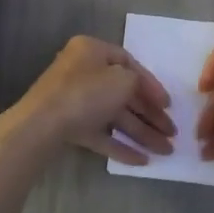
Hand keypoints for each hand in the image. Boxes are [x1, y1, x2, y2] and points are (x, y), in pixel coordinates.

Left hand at [0, 36, 175, 165]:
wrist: (41, 125)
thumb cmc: (86, 92)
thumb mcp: (122, 79)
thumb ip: (137, 82)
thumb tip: (137, 89)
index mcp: (92, 51)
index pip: (128, 63)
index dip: (151, 84)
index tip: (168, 105)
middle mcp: (83, 72)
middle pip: (124, 93)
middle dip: (150, 115)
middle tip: (172, 134)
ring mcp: (75, 101)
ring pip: (114, 116)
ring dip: (141, 133)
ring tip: (165, 152)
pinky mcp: (70, 126)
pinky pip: (100, 134)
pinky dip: (120, 146)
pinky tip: (141, 161)